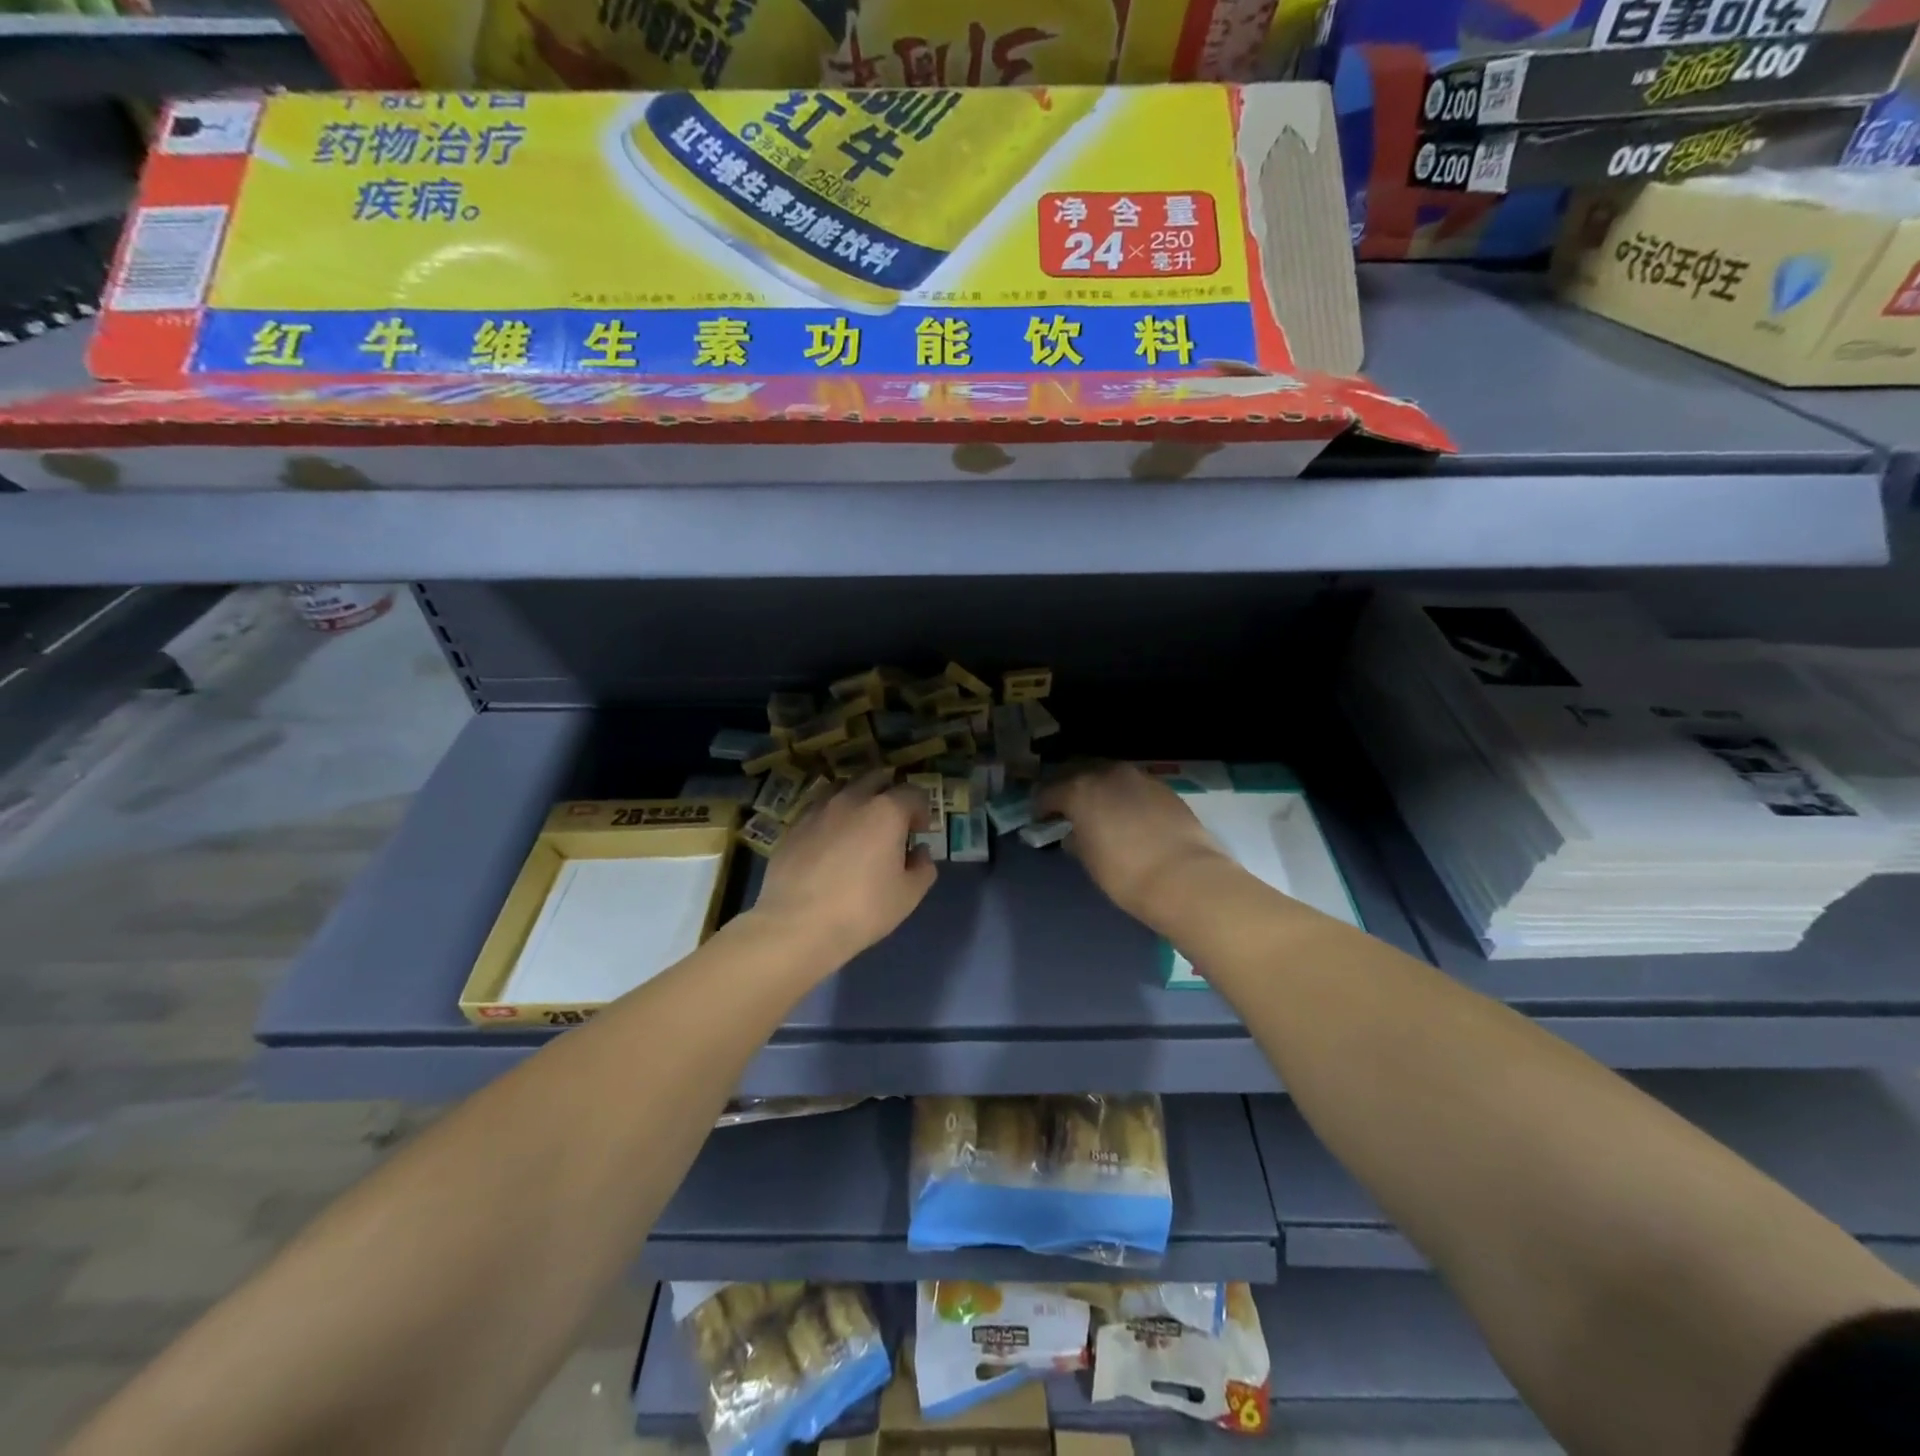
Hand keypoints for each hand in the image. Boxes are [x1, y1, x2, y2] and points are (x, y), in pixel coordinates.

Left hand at [750, 770, 936, 964]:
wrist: (797, 925)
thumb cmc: (862, 909)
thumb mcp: (908, 896)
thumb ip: (923, 868)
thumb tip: (919, 852)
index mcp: (886, 811)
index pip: (912, 792)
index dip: (921, 809)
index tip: (920, 831)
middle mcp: (851, 800)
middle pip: (876, 778)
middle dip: (889, 792)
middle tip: (892, 820)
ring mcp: (817, 810)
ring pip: (842, 788)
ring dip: (857, 800)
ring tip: (858, 826)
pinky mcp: (793, 827)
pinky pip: (818, 810)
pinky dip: (830, 818)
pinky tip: (829, 844)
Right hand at [1037, 763, 1233, 930]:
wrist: (1184, 876)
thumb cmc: (1124, 873)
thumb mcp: (1089, 860)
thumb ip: (1076, 840)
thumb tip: (1074, 834)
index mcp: (1080, 790)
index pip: (1049, 792)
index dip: (1041, 806)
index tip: (1040, 818)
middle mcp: (1107, 774)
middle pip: (1079, 774)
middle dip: (1069, 789)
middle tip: (1066, 808)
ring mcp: (1139, 778)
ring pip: (1109, 776)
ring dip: (1100, 789)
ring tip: (1099, 809)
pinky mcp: (1164, 788)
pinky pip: (1134, 787)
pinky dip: (1125, 796)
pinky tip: (1129, 814)